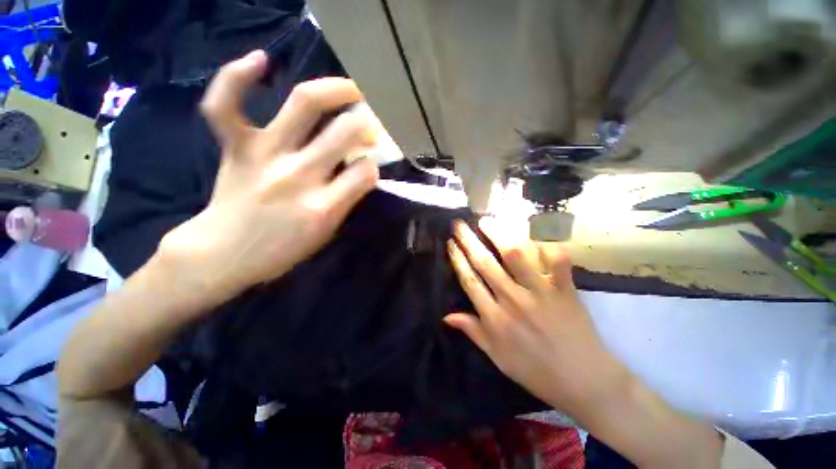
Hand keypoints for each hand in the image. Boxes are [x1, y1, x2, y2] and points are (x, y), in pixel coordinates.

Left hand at [157, 50, 378, 304]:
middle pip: (345, 132)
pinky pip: (228, 104)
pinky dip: (238, 76)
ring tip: (351, 88)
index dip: (373, 164)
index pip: (366, 172)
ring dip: (336, 90)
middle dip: (366, 124)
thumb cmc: (282, 249)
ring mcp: (265, 154)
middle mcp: (298, 175)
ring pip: (304, 105)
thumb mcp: (327, 232)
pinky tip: (263, 61)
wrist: (224, 254)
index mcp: (324, 207)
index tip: (372, 162)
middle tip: (372, 123)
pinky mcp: (236, 146)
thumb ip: (347, 199)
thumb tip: (363, 169)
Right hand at [444, 219, 627, 419]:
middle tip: (459, 224)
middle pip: (485, 263)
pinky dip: (548, 244)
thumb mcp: (497, 357)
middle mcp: (513, 300)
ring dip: (499, 235)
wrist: (584, 382)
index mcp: (495, 318)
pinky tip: (537, 230)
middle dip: (469, 240)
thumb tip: (446, 315)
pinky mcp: (565, 290)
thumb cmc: (536, 371)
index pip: (469, 280)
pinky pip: (557, 262)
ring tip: (488, 221)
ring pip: (515, 256)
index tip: (450, 243)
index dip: (457, 259)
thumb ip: (472, 331)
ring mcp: (540, 293)